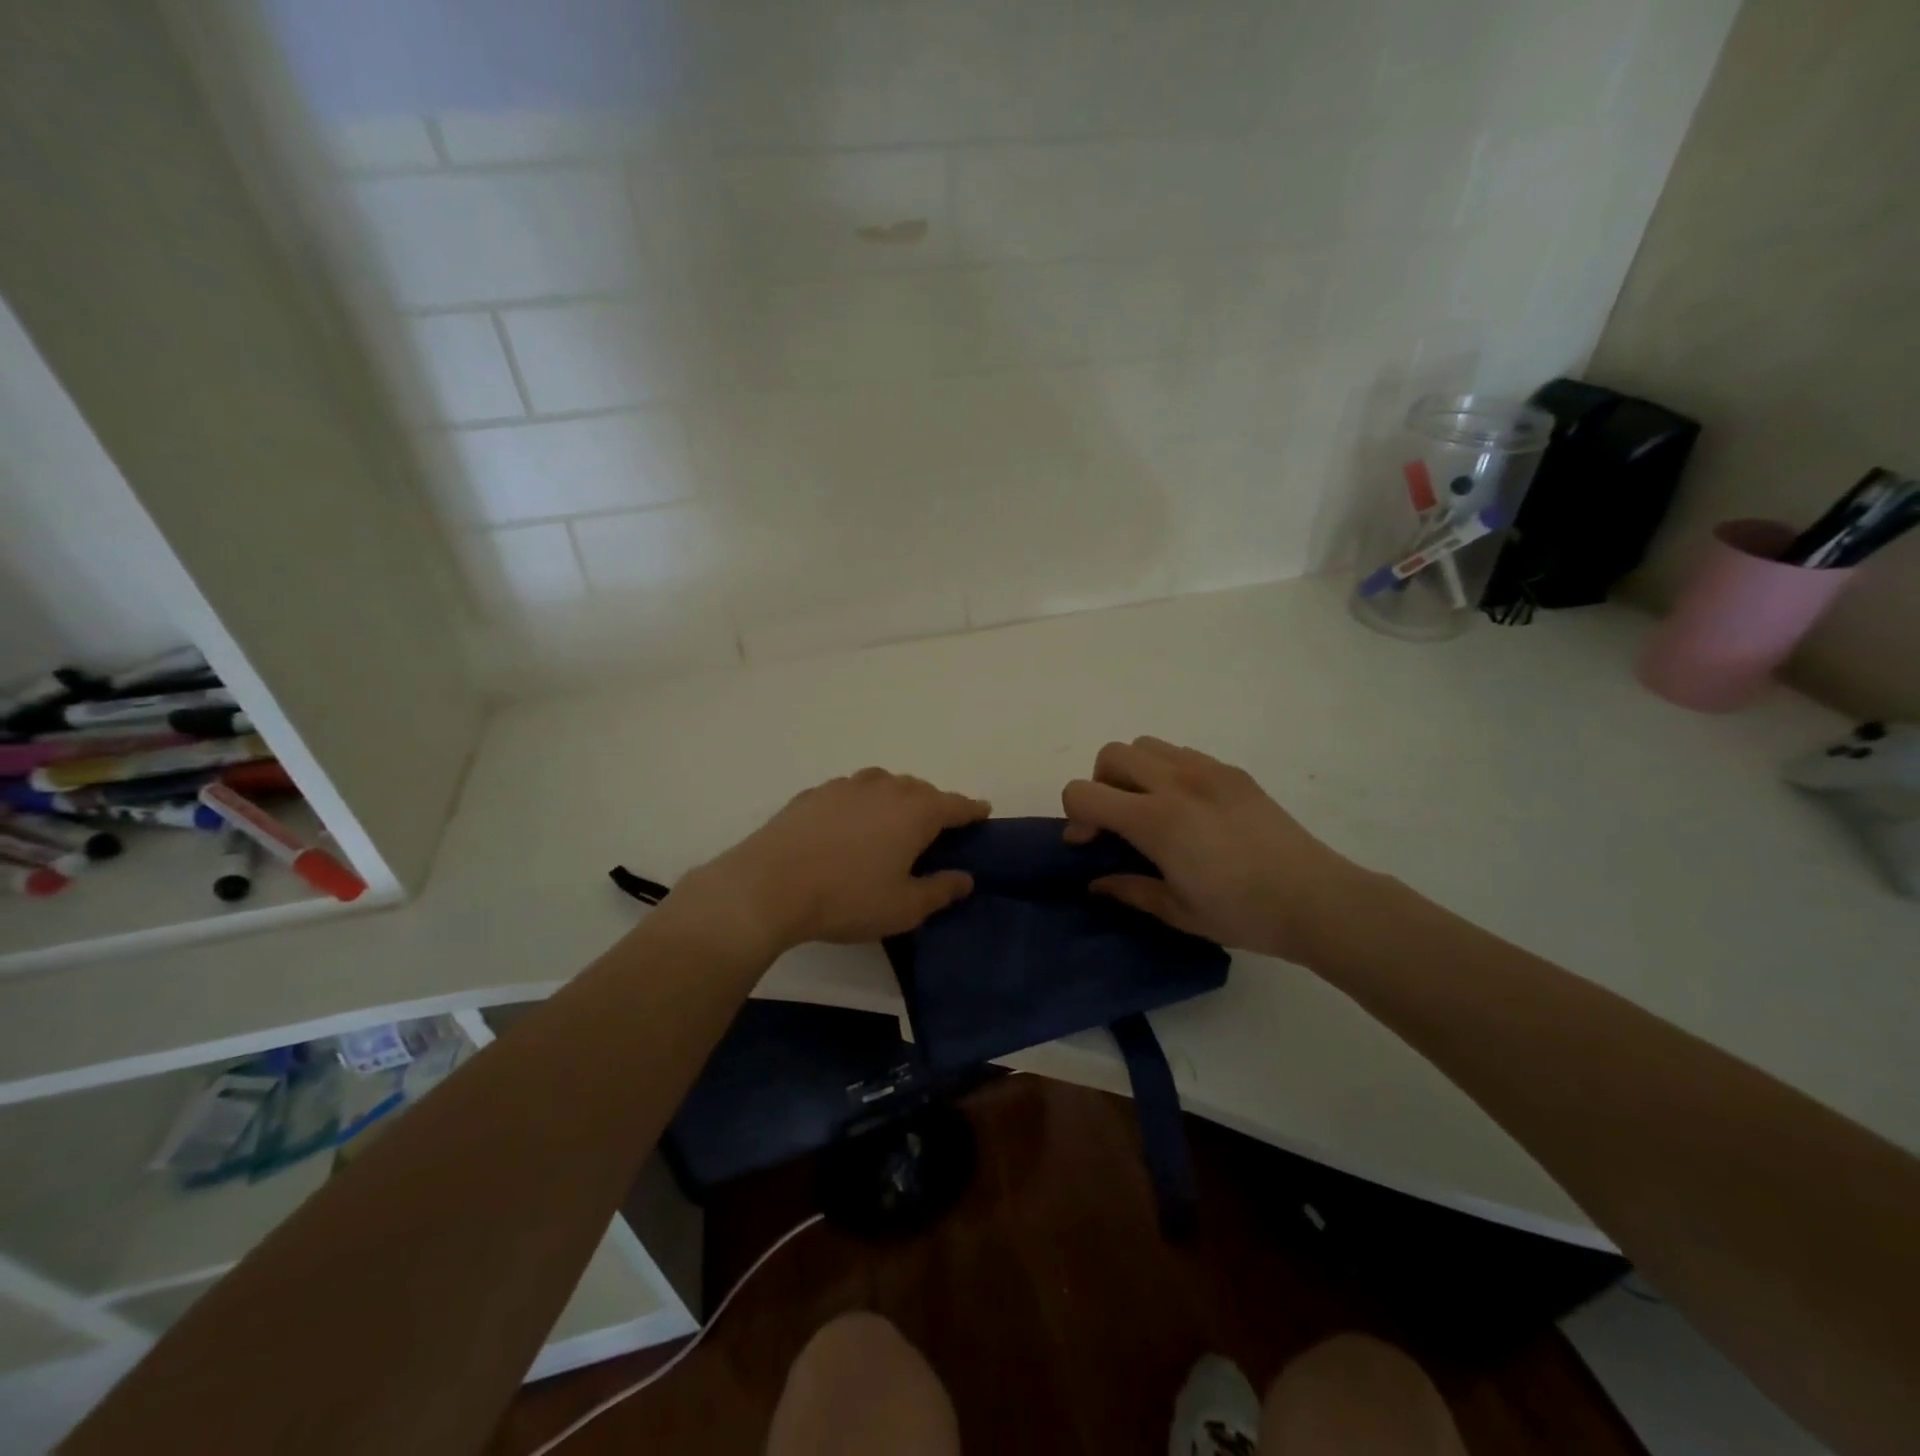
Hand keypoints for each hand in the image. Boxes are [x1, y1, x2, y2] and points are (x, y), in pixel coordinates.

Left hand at [678, 768, 990, 956]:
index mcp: (916, 811)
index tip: (983, 812)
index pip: (955, 805)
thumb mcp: (904, 907)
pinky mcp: (814, 793)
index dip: (972, 810)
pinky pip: (850, 792)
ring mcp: (846, 786)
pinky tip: (848, 826)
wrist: (770, 885)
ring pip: (883, 784)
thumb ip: (940, 890)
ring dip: (895, 799)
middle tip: (935, 830)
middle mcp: (885, 787)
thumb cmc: (848, 898)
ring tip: (892, 823)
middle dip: (933, 805)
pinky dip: (860, 804)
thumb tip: (965, 878)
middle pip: (920, 789)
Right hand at [1062, 737, 1370, 961]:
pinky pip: (1181, 753)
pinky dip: (1167, 771)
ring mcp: (1207, 771)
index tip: (1091, 844)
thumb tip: (1097, 881)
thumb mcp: (1178, 912)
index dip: (1075, 817)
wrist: (1317, 899)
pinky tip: (1188, 809)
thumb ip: (1129, 890)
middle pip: (1111, 754)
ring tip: (1151, 809)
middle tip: (1118, 822)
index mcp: (1155, 820)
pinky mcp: (1232, 772)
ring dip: (1133, 772)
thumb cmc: (1243, 914)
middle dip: (1101, 785)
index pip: (1084, 792)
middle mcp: (1176, 782)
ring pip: (1146, 745)